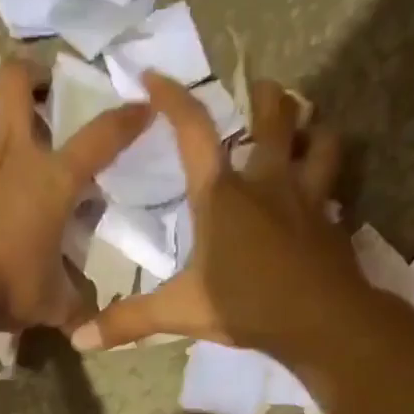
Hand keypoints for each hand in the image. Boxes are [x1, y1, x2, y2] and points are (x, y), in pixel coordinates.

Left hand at [0, 56, 149, 330]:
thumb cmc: (9, 289)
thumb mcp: (52, 304)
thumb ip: (72, 306)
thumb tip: (87, 327)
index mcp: (53, 181)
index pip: (101, 138)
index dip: (126, 118)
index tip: (142, 105)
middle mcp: (10, 156)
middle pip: (15, 80)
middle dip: (28, 74)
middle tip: (36, 92)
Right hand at [68, 75, 358, 356]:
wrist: (321, 321)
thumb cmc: (245, 305)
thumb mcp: (179, 312)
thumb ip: (130, 320)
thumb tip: (79, 338)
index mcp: (221, 196)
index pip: (193, 132)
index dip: (173, 99)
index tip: (154, 76)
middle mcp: (266, 184)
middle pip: (274, 119)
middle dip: (266, 97)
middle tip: (261, 89)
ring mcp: (306, 198)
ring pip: (319, 141)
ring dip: (312, 128)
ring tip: (306, 127)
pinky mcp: (331, 221)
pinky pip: (334, 187)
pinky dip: (328, 180)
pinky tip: (323, 191)